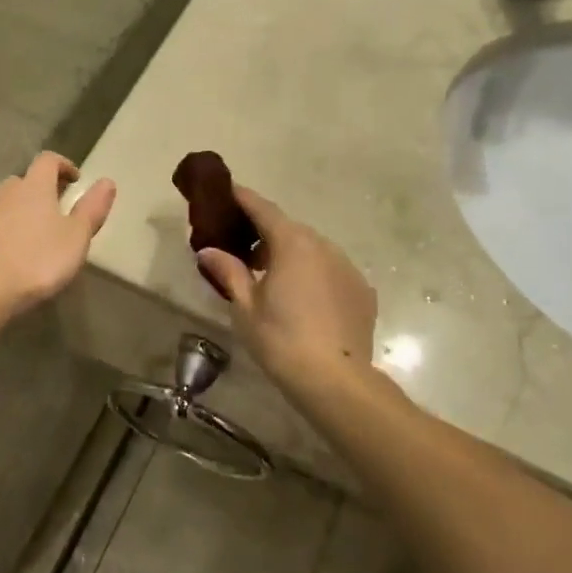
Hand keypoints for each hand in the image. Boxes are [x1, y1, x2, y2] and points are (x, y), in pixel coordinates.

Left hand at [0, 152, 115, 318]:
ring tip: (34, 235)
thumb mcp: (76, 237)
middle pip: (23, 181)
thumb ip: (91, 209)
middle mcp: (6, 194)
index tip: (75, 179)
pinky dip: (2, 232)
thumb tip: (107, 181)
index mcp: (34, 188)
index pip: (48, 161)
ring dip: (20, 211)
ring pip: (4, 204)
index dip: (63, 165)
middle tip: (56, 209)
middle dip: (40, 190)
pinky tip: (10, 255)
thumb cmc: (37, 260)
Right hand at [195, 187, 376, 391]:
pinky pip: (332, 272)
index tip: (227, 191)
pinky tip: (303, 301)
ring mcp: (347, 267)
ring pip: (313, 250)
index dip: (243, 198)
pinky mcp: (362, 291)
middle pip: (289, 229)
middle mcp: (324, 246)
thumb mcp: (245, 307)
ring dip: (291, 255)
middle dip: (265, 233)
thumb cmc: (282, 340)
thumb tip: (209, 251)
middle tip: (241, 250)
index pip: (264, 209)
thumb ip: (229, 272)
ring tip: (271, 279)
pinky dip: (314, 275)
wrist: (337, 381)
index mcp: (292, 244)